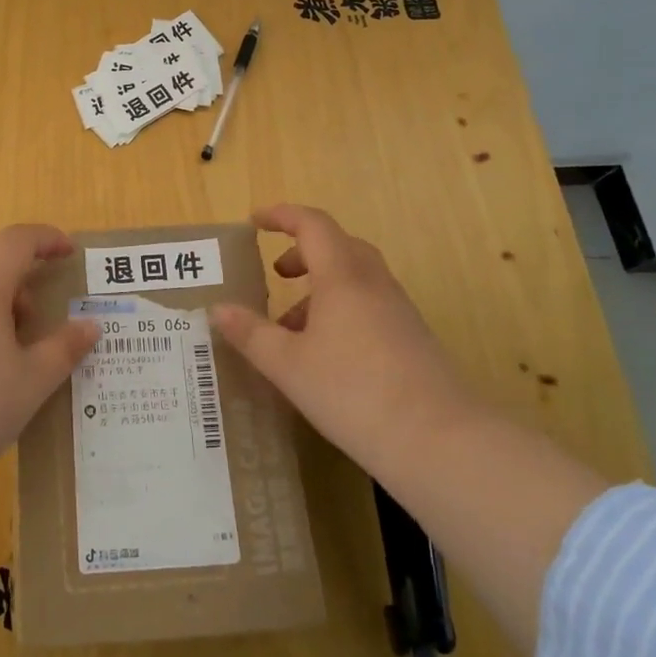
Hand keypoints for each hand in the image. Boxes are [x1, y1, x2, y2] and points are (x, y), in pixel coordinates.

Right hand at [211, 204, 477, 471]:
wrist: (438, 440)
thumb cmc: (352, 391)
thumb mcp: (288, 365)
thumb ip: (251, 334)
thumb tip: (218, 309)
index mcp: (342, 276)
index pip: (312, 224)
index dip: (282, 216)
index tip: (255, 221)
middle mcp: (373, 283)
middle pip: (339, 246)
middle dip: (304, 252)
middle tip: (277, 273)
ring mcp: (398, 310)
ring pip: (355, 278)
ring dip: (321, 287)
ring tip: (292, 327)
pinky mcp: (412, 338)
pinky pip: (370, 305)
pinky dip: (342, 311)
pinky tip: (326, 354)